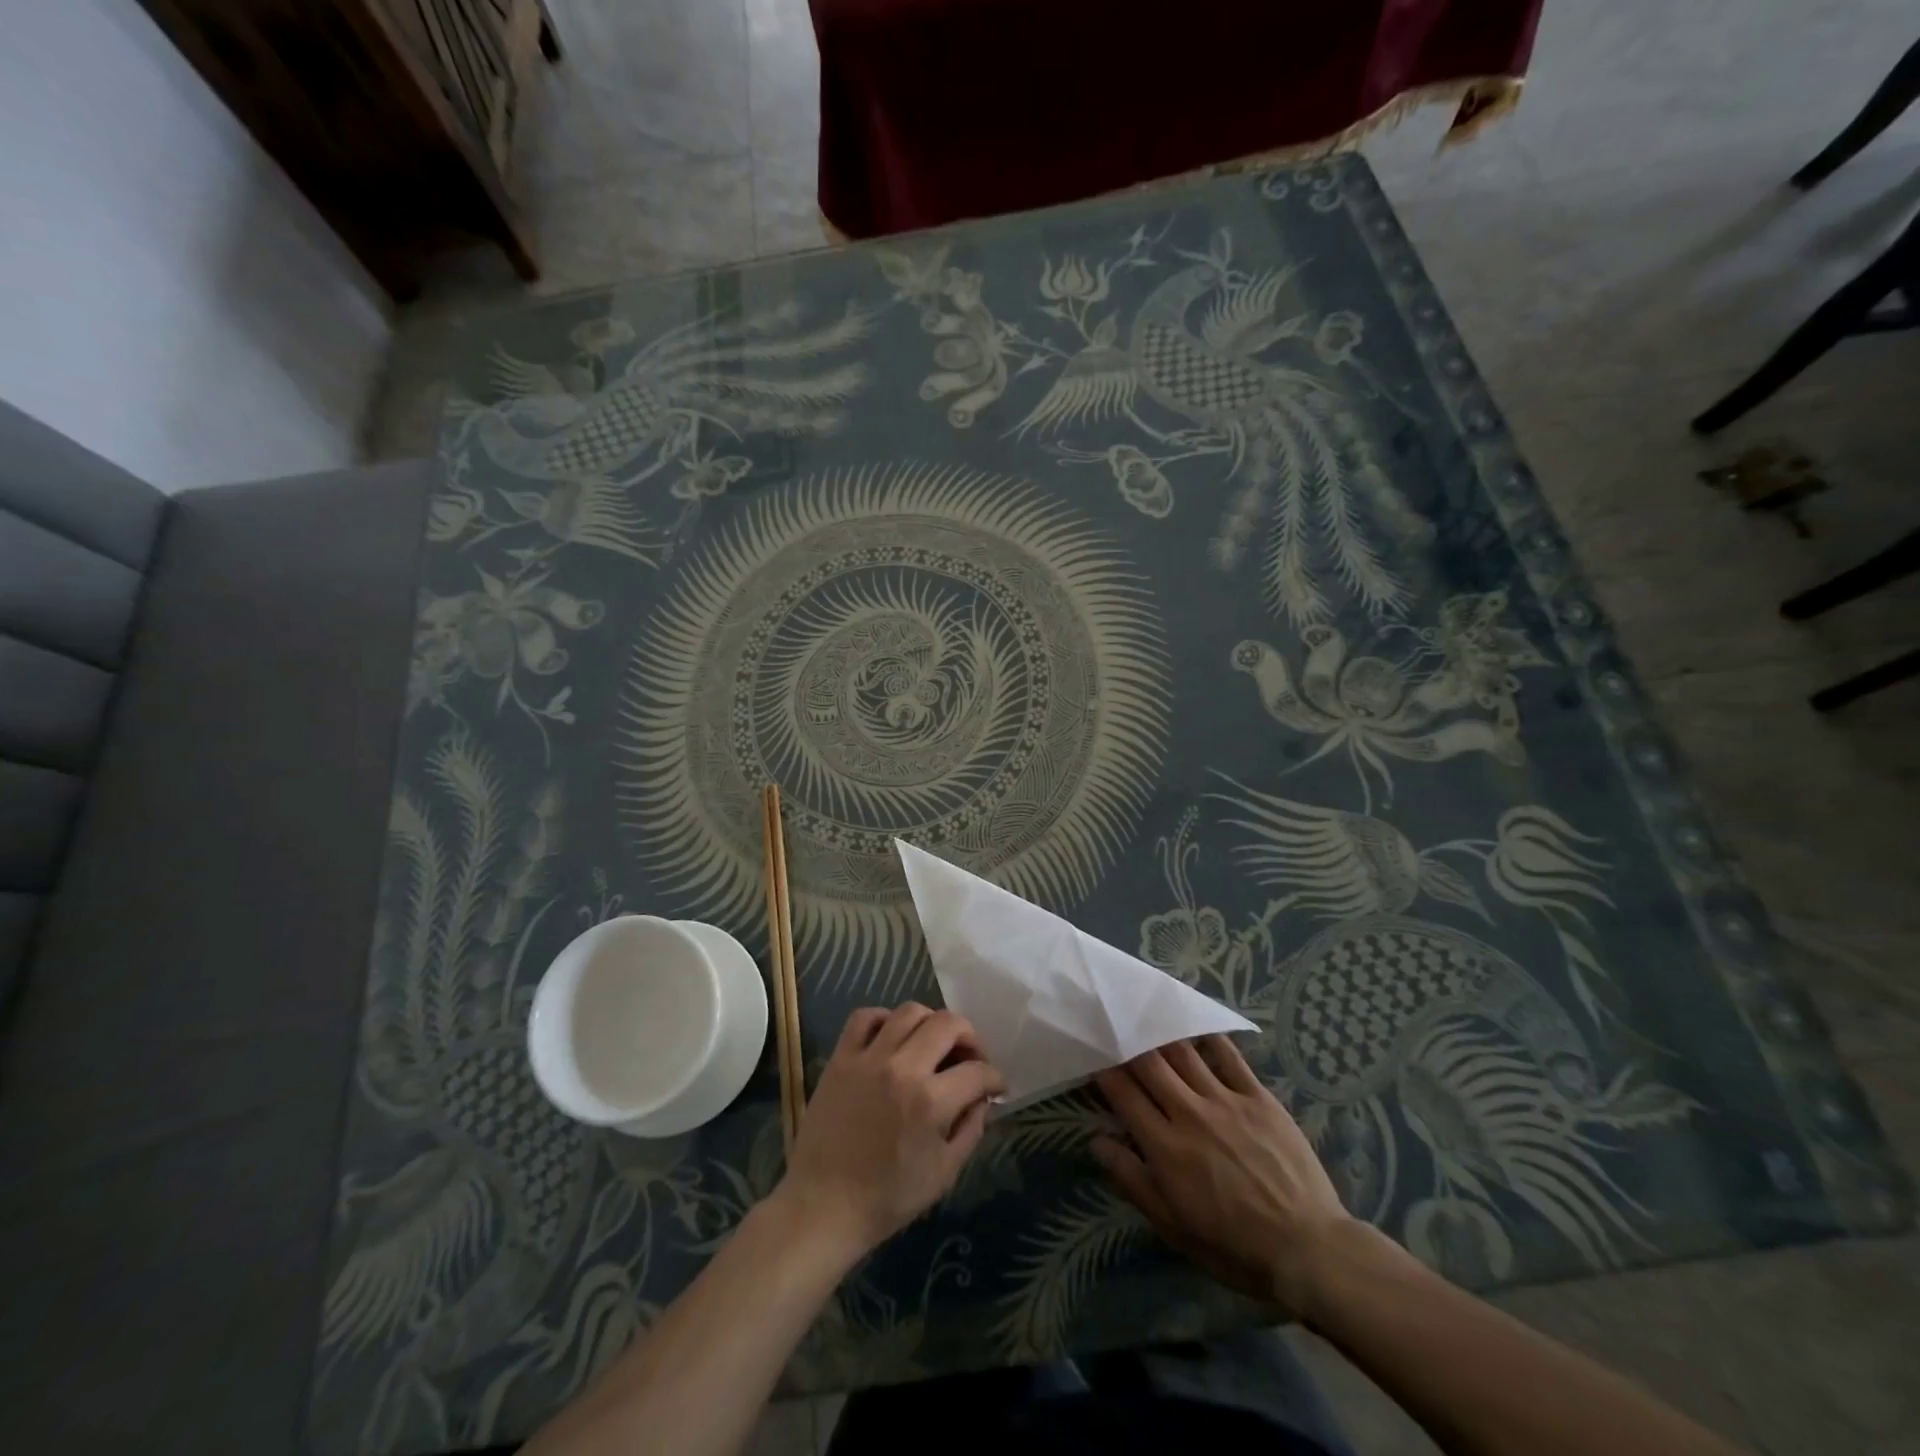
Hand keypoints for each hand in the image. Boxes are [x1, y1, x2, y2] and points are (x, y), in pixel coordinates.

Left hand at [777, 1004, 1005, 1261]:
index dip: (994, 1078)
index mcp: (931, 1102)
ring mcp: (869, 1058)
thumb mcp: (944, 1173)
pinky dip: (884, 1018)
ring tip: (934, 1043)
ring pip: (910, 1012)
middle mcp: (903, 1068)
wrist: (824, 1206)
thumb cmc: (888, 1198)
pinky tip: (893, 1037)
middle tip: (971, 1057)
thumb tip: (982, 1099)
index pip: (977, 1072)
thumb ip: (971, 1129)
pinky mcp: (841, 1058)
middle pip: (948, 1024)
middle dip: (970, 1037)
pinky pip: (865, 1017)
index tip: (995, 1086)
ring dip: (931, 1022)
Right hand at [1094, 1035, 1354, 1315]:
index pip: (1124, 1095)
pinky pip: (1229, 1057)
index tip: (1093, 1055)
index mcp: (1165, 1147)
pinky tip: (1197, 1026)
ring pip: (1184, 1053)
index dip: (1104, 1070)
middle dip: (1128, 1043)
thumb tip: (1097, 1141)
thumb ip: (1133, 1181)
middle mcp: (1190, 1114)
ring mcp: (1226, 1101)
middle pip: (1149, 1064)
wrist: (1308, 1249)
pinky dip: (1209, 1038)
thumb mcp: (1174, 1227)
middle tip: (1116, 1028)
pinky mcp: (1258, 1098)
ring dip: (1161, 1035)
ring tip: (1147, 1019)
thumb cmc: (1234, 1247)